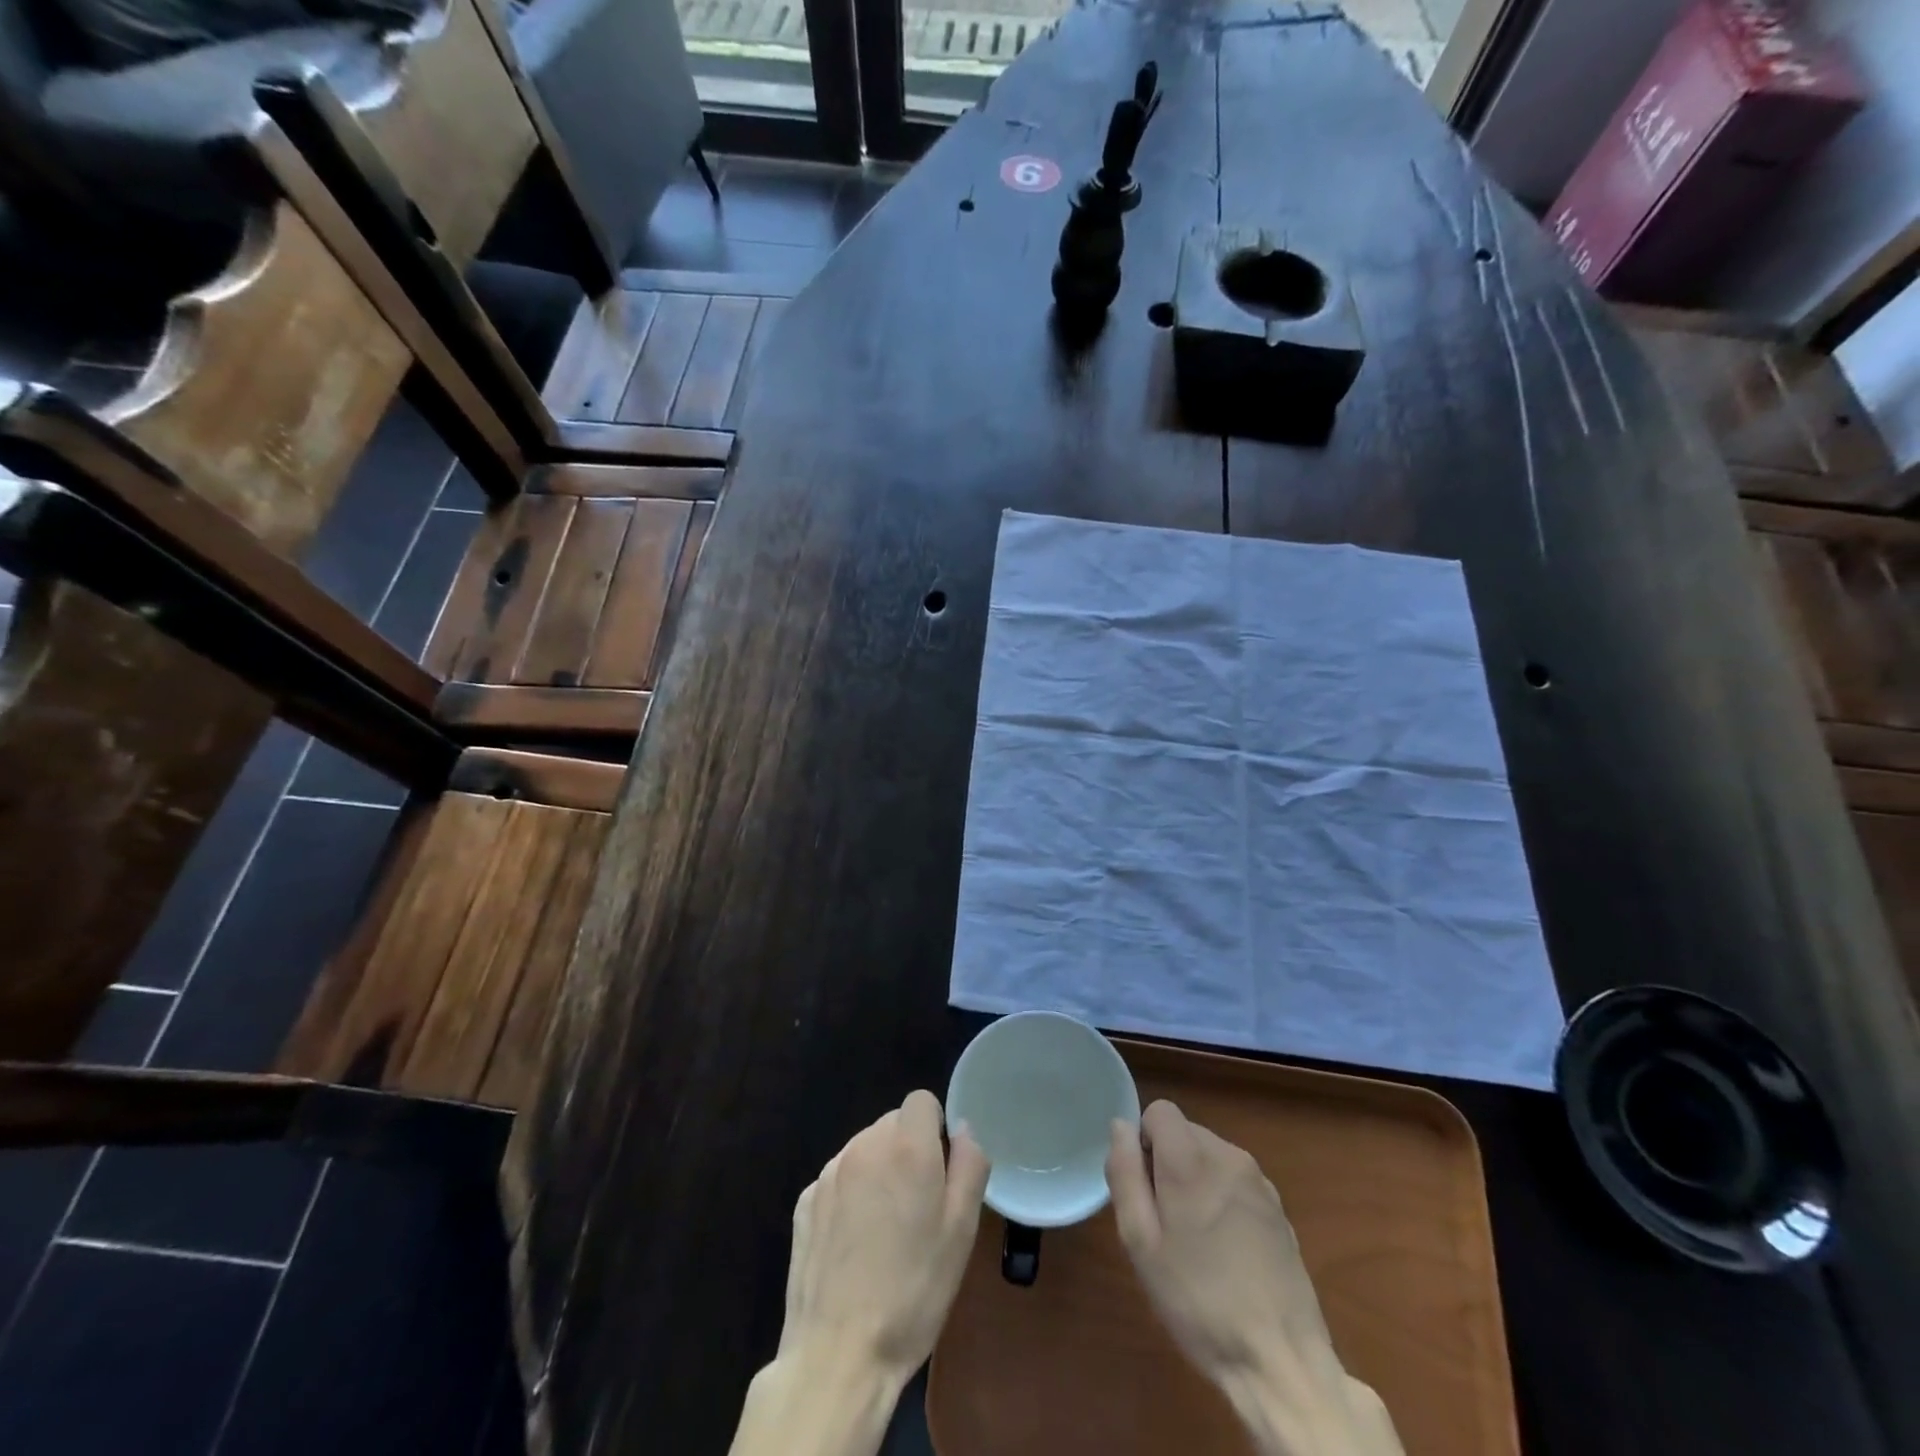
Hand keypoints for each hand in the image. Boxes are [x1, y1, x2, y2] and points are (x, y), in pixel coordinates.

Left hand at [780, 1088, 989, 1380]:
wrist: (838, 1354)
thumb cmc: (913, 1291)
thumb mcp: (962, 1230)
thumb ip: (970, 1165)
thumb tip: (962, 1130)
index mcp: (905, 1146)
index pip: (922, 1101)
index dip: (935, 1130)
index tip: (940, 1172)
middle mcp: (863, 1145)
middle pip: (892, 1124)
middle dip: (908, 1151)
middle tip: (918, 1208)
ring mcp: (828, 1173)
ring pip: (864, 1151)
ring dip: (878, 1172)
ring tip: (885, 1231)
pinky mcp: (804, 1202)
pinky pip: (838, 1180)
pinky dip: (850, 1197)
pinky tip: (854, 1245)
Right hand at [1107, 1100, 1404, 1455]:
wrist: (1280, 1359)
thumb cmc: (1197, 1299)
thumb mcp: (1140, 1241)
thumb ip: (1125, 1173)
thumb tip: (1120, 1127)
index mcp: (1191, 1158)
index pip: (1159, 1111)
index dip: (1144, 1141)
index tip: (1145, 1188)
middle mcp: (1228, 1155)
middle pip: (1185, 1133)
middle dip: (1168, 1163)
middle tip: (1165, 1223)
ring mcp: (1260, 1181)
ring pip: (1211, 1157)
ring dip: (1196, 1181)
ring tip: (1197, 1242)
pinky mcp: (1279, 1208)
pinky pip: (1236, 1182)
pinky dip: (1223, 1199)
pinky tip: (1228, 1252)